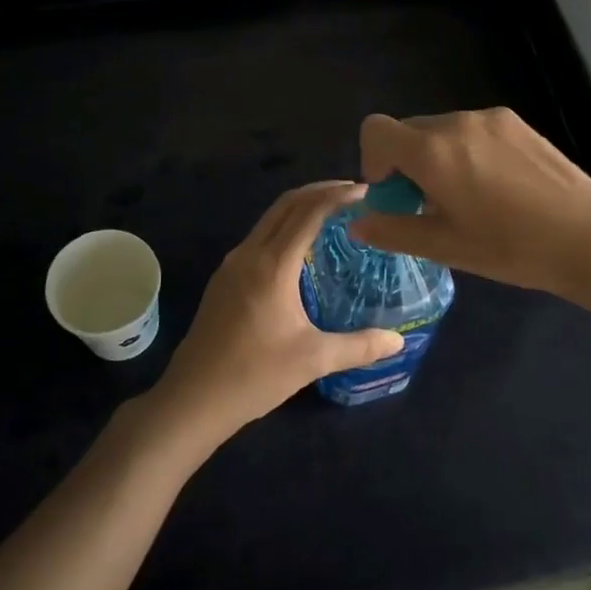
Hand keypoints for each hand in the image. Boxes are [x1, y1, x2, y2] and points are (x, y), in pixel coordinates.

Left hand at [148, 182, 404, 447]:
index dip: (337, 195)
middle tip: (353, 193)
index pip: (308, 211)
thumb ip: (359, 346)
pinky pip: (259, 237)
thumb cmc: (254, 376)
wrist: (192, 399)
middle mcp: (249, 254)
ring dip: (300, 208)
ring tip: (332, 215)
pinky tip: (301, 249)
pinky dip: (284, 227)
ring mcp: (231, 265)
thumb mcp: (313, 361)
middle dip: (320, 191)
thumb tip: (398, 341)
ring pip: (269, 219)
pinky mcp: (223, 279)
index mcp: (272, 265)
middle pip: (286, 204)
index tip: (365, 190)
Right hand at [351, 108, 590, 304]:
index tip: (394, 192)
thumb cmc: (511, 248)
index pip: (376, 129)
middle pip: (409, 130)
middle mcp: (457, 122)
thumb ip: (393, 230)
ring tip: (469, 196)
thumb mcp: (445, 246)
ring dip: (437, 156)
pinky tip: (497, 185)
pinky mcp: (517, 122)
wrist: (589, 238)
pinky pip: (473, 129)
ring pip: (442, 129)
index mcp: (432, 151)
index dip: (372, 159)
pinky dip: (467, 150)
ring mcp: (490, 118)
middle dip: (406, 162)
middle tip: (430, 203)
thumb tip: (358, 222)